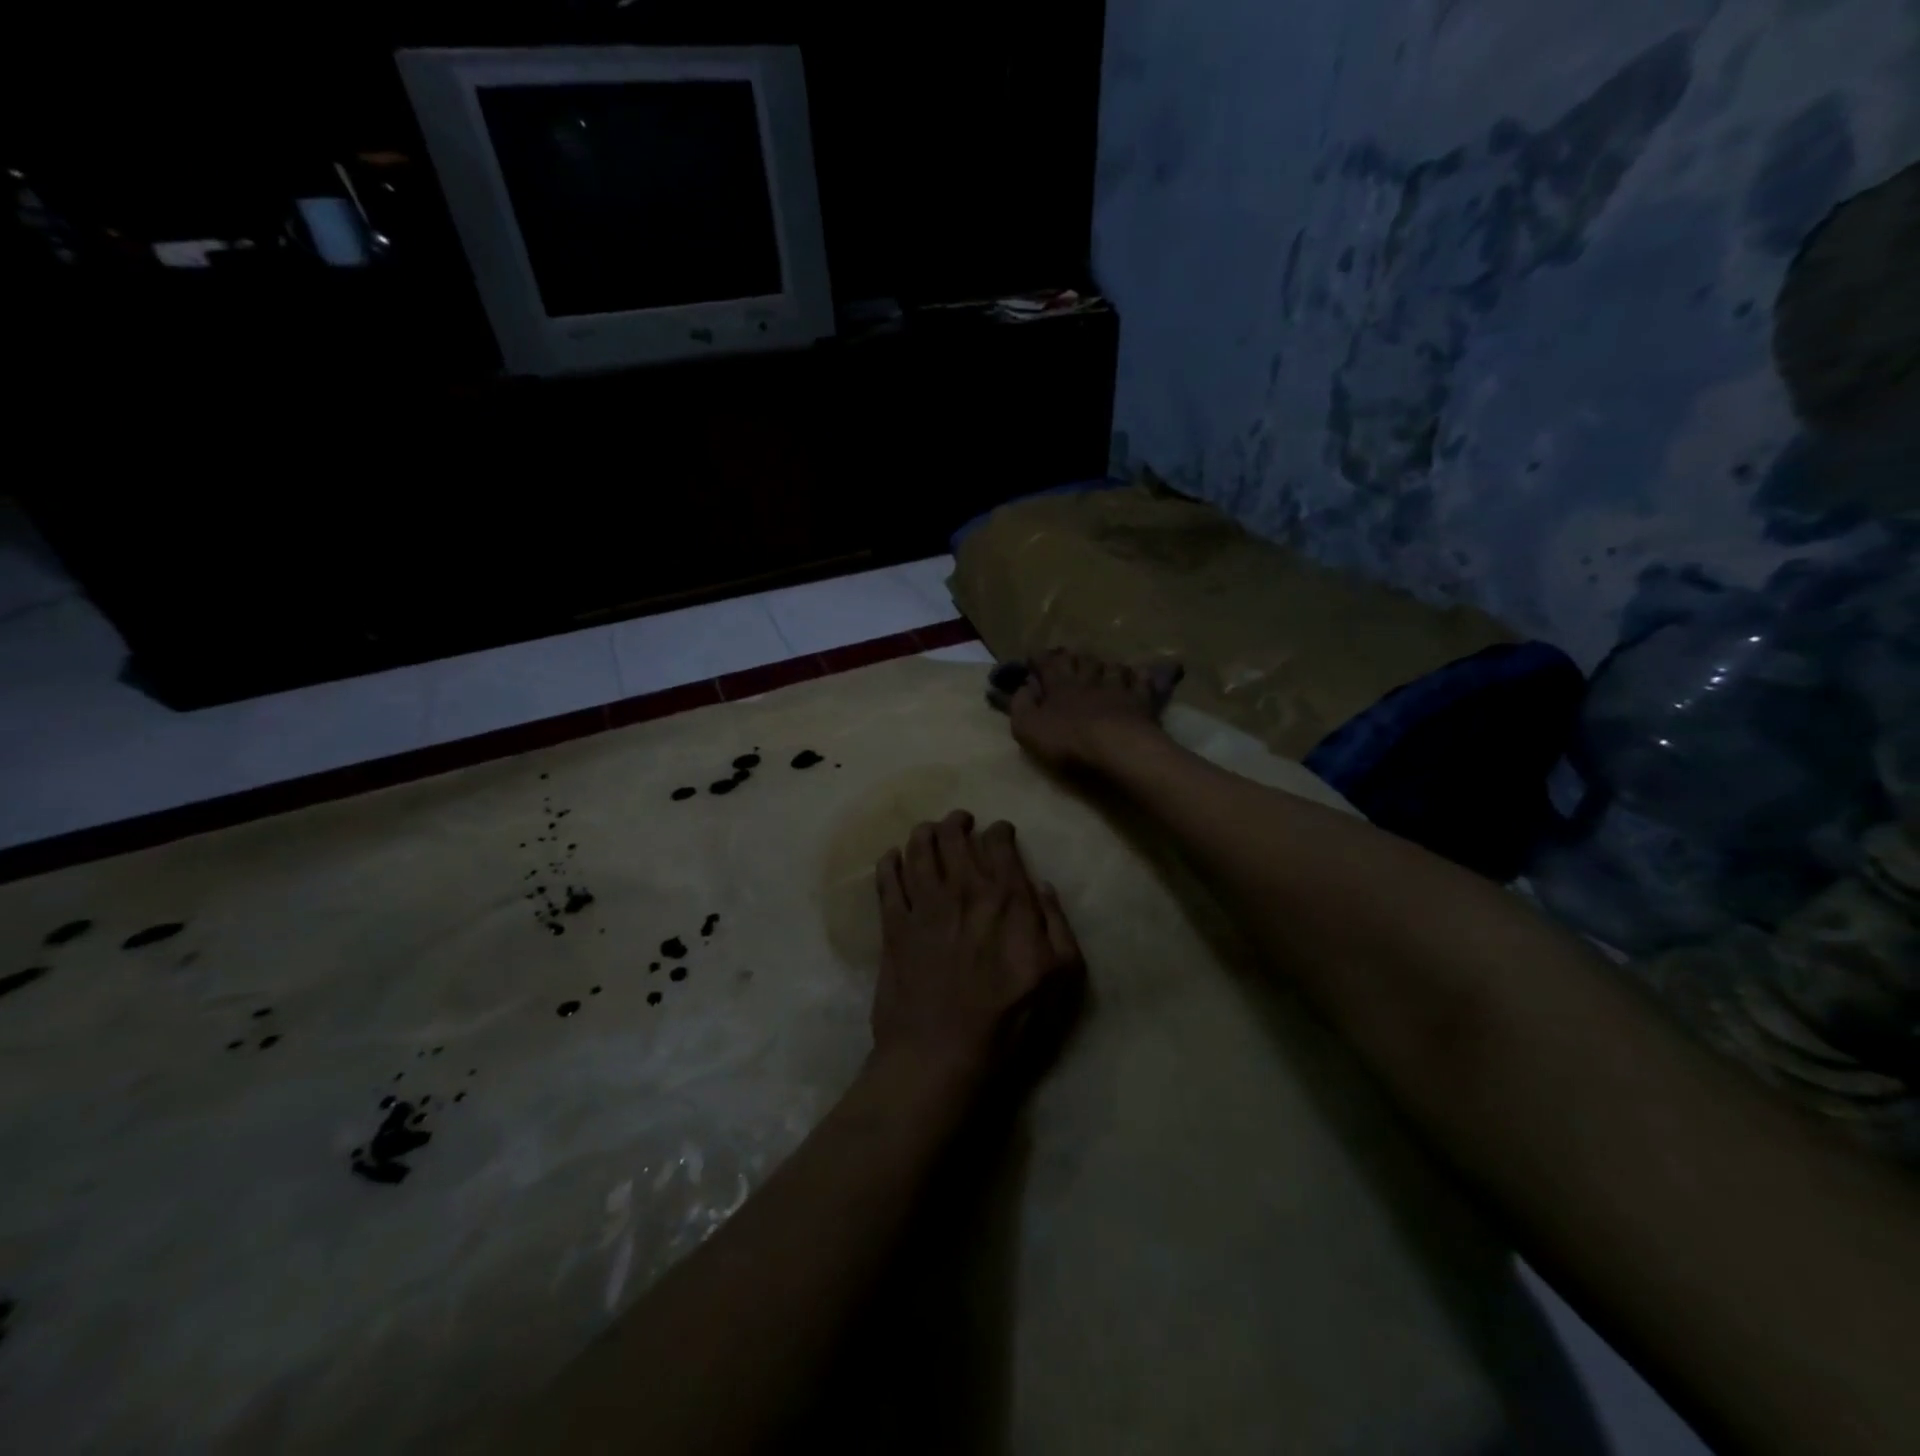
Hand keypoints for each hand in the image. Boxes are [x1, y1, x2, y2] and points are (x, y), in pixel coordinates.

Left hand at [872, 811, 1083, 1081]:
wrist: (942, 1055)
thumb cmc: (1010, 1021)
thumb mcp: (1062, 977)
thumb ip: (1058, 924)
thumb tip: (1042, 886)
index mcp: (1006, 898)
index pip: (999, 843)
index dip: (999, 830)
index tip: (1000, 832)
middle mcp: (962, 889)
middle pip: (953, 836)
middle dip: (957, 822)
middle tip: (960, 822)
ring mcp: (923, 905)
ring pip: (918, 848)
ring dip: (924, 832)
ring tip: (928, 831)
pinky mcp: (893, 925)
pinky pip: (886, 879)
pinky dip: (888, 861)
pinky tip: (892, 858)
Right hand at [1008, 648, 1176, 773]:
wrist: (1119, 749)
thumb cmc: (1069, 740)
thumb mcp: (1029, 728)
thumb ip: (1021, 706)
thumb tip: (1022, 688)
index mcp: (1060, 686)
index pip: (1047, 663)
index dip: (1040, 658)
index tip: (1033, 657)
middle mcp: (1088, 680)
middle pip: (1081, 660)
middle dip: (1073, 658)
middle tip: (1069, 660)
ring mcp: (1118, 687)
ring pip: (1111, 666)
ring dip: (1105, 666)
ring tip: (1103, 669)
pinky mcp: (1142, 700)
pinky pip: (1142, 680)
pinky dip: (1138, 676)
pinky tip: (1137, 676)